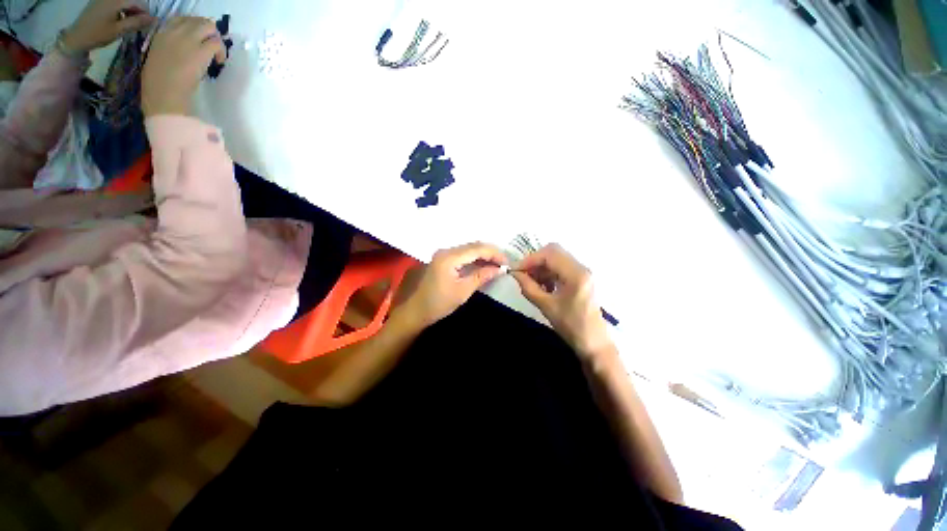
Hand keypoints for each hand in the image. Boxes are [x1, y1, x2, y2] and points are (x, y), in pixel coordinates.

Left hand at [61, 0, 154, 52]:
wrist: (76, 37)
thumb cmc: (98, 34)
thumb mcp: (119, 30)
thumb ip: (137, 22)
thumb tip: (154, 19)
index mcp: (115, 1)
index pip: (138, 2)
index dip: (146, 12)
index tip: (148, 24)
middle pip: (131, 0)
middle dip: (138, 11)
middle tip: (139, 24)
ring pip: (124, 2)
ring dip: (130, 10)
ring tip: (129, 23)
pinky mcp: (99, 2)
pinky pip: (115, 3)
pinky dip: (121, 9)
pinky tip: (119, 19)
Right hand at [142, 16, 225, 116]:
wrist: (164, 93)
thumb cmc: (157, 83)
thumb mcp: (157, 59)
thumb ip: (168, 49)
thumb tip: (181, 50)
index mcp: (160, 34)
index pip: (179, 20)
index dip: (192, 28)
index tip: (198, 40)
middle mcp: (174, 32)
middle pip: (196, 20)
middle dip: (207, 31)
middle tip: (210, 47)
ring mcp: (188, 39)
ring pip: (209, 26)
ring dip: (216, 39)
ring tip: (216, 55)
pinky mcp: (201, 50)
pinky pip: (216, 42)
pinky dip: (221, 51)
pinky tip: (220, 62)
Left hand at [402, 242, 507, 327]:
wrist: (415, 311)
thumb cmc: (438, 303)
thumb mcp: (463, 291)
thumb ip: (481, 276)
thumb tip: (499, 269)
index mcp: (449, 257)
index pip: (477, 248)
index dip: (495, 253)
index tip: (507, 262)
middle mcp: (446, 250)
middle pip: (473, 246)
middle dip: (490, 253)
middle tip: (504, 263)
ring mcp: (443, 254)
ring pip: (468, 249)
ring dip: (483, 255)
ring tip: (497, 264)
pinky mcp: (442, 260)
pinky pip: (462, 255)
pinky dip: (474, 258)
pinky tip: (483, 265)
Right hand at [513, 244, 611, 357]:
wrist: (593, 342)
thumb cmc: (571, 326)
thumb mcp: (546, 306)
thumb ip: (528, 287)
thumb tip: (515, 274)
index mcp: (576, 274)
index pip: (549, 254)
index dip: (530, 260)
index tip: (516, 271)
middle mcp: (581, 268)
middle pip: (553, 252)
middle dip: (535, 261)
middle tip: (523, 274)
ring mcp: (582, 272)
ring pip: (556, 259)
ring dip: (541, 267)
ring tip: (531, 282)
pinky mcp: (580, 278)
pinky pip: (561, 267)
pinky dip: (548, 272)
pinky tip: (542, 285)